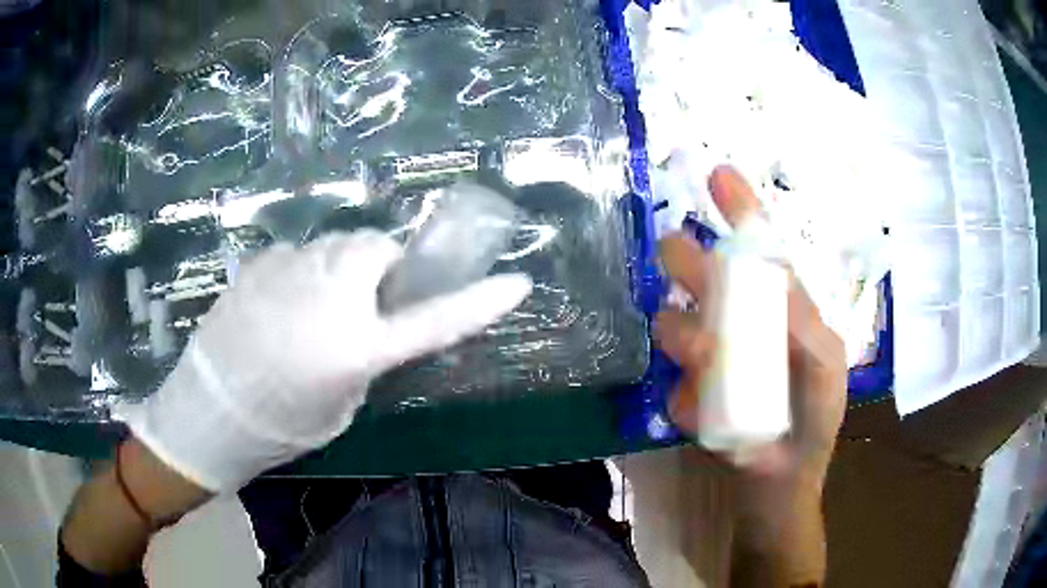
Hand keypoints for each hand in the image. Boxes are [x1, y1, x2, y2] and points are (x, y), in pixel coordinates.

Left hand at [117, 230, 531, 491]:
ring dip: (342, 266)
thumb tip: (370, 323)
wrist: (209, 410)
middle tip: (367, 296)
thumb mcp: (340, 404)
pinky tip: (281, 305)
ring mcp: (288, 271)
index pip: (435, 320)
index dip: (479, 303)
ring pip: (336, 245)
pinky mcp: (260, 263)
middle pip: (377, 247)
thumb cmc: (279, 425)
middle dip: (382, 266)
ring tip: (316, 304)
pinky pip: (299, 255)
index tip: (516, 284)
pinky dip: (305, 272)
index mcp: (355, 347)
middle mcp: (328, 296)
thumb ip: (364, 356)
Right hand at [655, 166, 846, 481]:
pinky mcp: (686, 395)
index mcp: (778, 307)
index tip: (718, 174)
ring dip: (687, 340)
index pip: (757, 248)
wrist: (781, 478)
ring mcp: (708, 359)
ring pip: (674, 326)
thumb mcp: (824, 363)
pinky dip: (691, 400)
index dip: (740, 208)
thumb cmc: (814, 417)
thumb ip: (801, 321)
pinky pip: (675, 386)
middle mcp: (739, 322)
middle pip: (703, 275)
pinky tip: (714, 420)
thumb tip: (766, 277)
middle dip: (689, 264)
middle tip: (678, 262)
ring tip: (712, 368)